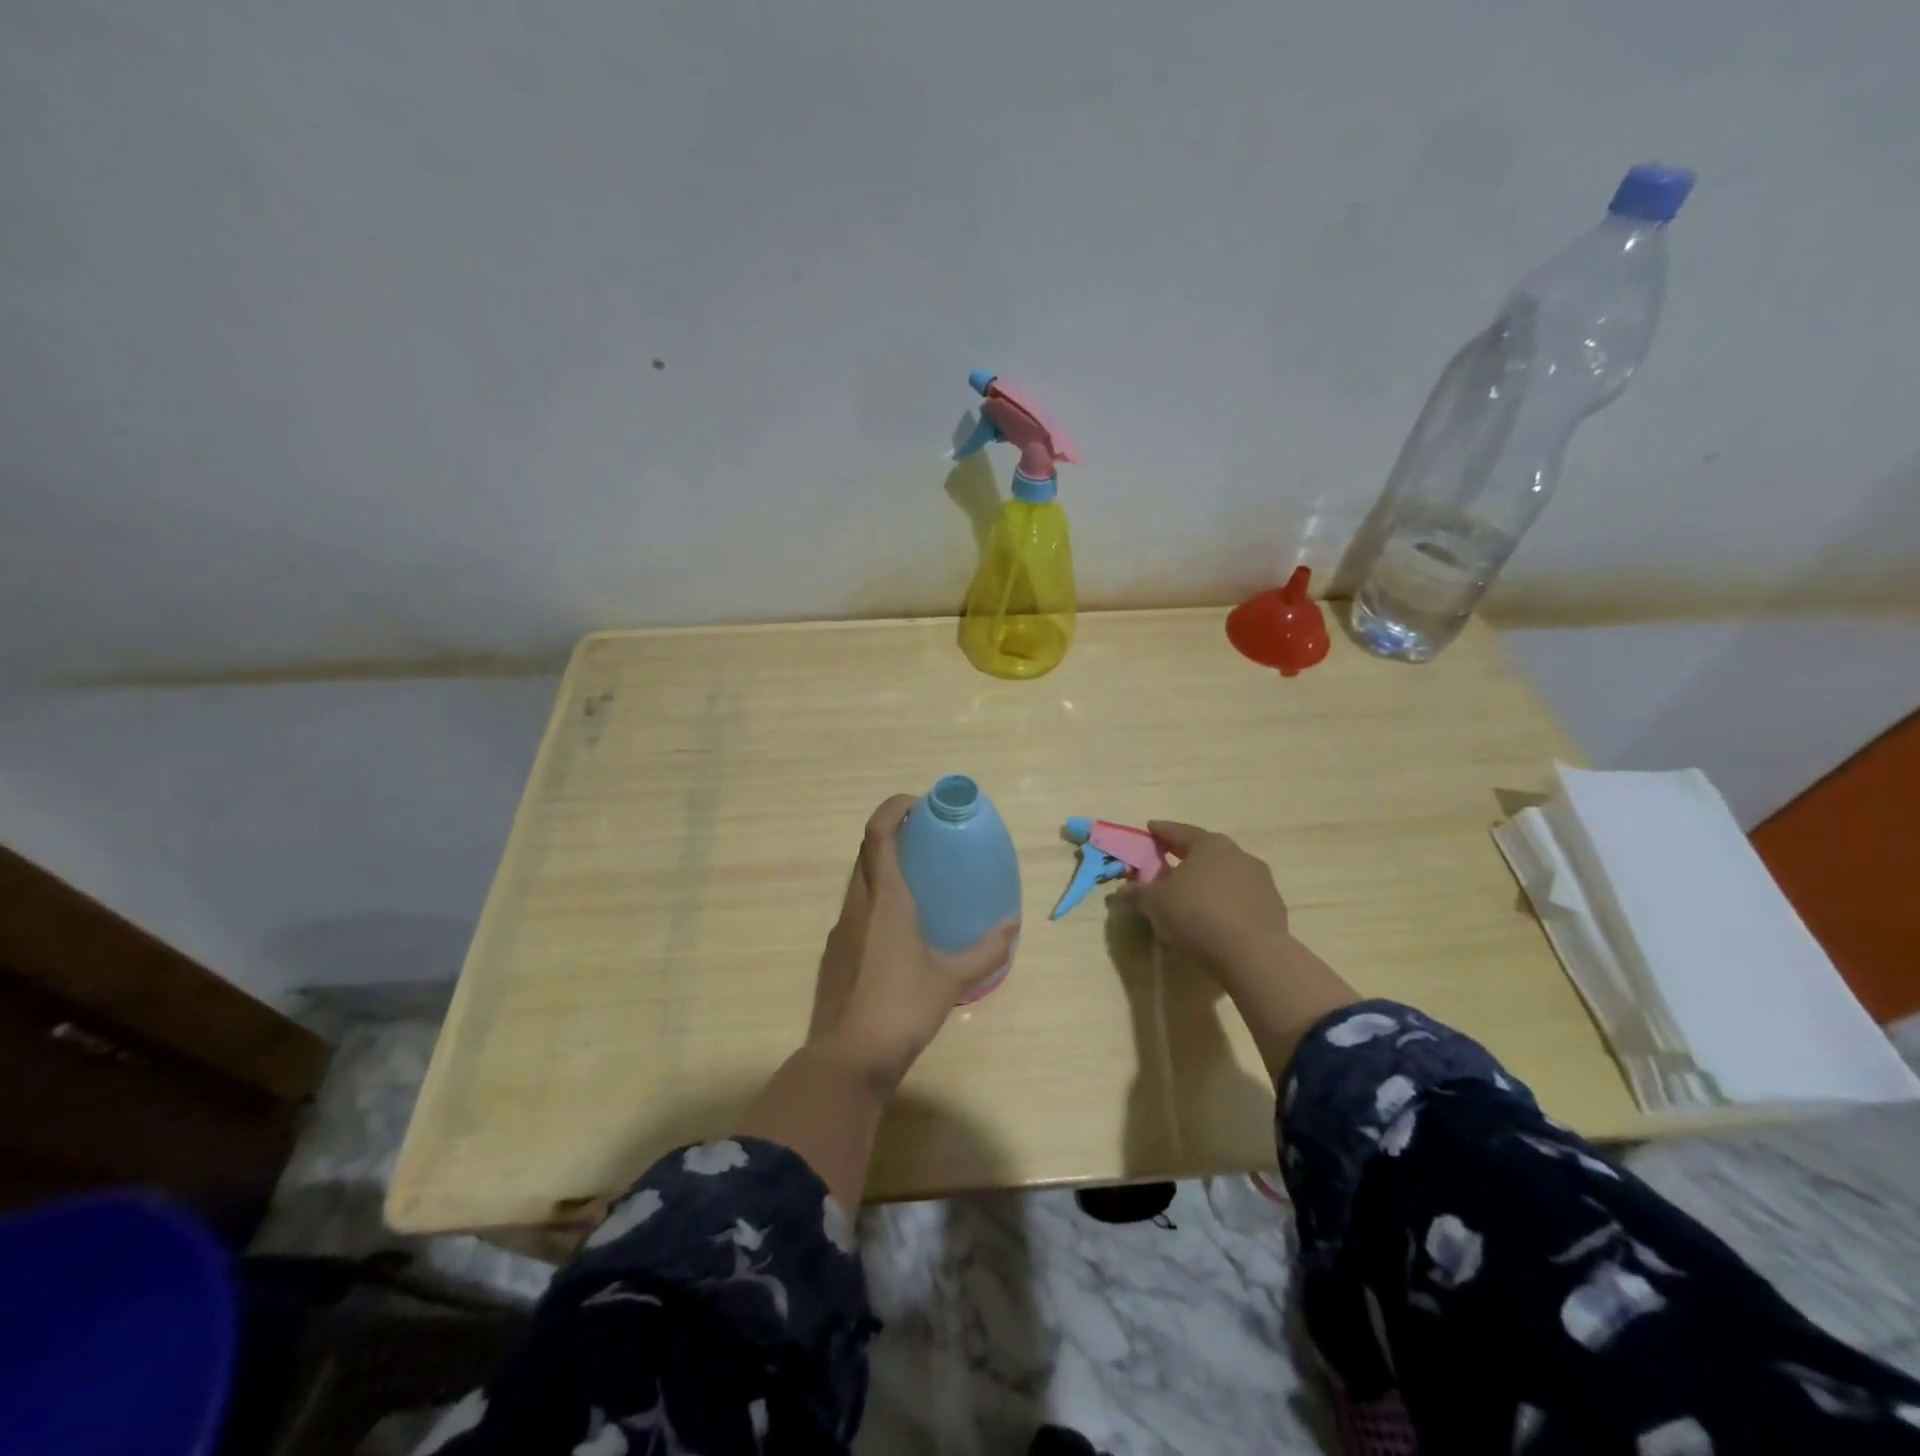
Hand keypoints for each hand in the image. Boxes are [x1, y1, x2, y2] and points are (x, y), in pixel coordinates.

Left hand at [807, 794, 1018, 1095]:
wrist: (849, 1058)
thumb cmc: (902, 1008)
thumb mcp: (951, 981)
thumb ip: (985, 952)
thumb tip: (1012, 927)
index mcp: (885, 899)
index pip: (878, 835)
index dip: (892, 809)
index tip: (917, 804)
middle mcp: (857, 904)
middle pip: (866, 852)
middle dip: (891, 835)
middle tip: (924, 839)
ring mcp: (840, 929)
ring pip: (858, 881)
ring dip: (882, 867)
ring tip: (916, 879)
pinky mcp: (835, 953)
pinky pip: (855, 909)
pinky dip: (875, 899)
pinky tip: (899, 927)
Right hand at [1115, 821, 1290, 988]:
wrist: (1252, 954)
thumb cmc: (1197, 915)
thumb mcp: (1156, 903)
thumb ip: (1138, 892)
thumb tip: (1122, 890)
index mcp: (1209, 845)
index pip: (1180, 831)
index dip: (1162, 831)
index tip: (1150, 829)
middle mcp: (1238, 855)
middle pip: (1207, 851)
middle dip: (1187, 856)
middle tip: (1169, 862)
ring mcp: (1261, 881)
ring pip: (1227, 874)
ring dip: (1210, 881)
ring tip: (1193, 895)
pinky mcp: (1274, 907)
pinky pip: (1242, 898)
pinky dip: (1226, 902)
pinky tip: (1216, 918)